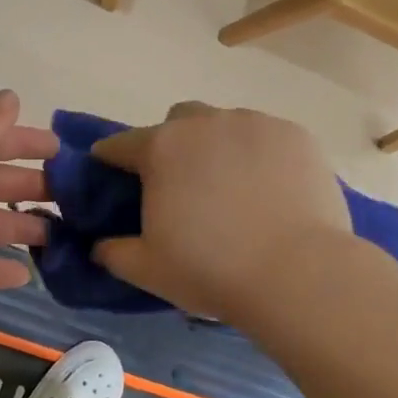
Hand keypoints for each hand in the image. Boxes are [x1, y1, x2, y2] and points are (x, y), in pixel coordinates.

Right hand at [91, 103, 351, 326]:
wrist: (298, 274)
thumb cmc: (212, 270)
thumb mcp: (148, 270)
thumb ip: (113, 252)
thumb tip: (98, 245)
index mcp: (161, 148)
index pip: (121, 144)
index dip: (112, 160)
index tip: (113, 176)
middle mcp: (204, 123)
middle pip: (178, 122)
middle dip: (174, 145)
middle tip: (185, 187)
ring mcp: (254, 123)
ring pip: (226, 125)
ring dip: (220, 148)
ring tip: (236, 191)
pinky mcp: (295, 134)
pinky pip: (267, 137)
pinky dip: (263, 156)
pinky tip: (274, 191)